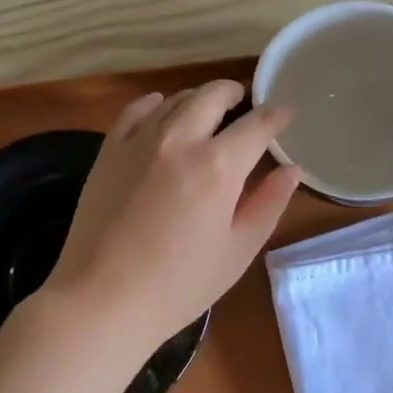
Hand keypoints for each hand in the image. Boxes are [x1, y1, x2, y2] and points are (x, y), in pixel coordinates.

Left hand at [42, 81, 301, 356]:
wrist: (101, 299)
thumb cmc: (179, 284)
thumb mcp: (237, 251)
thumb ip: (268, 204)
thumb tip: (291, 169)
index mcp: (218, 166)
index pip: (257, 124)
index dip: (276, 115)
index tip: (286, 112)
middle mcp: (180, 139)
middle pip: (213, 95)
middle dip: (236, 93)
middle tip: (245, 104)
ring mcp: (140, 140)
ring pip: (176, 99)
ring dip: (199, 99)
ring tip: (208, 112)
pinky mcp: (109, 149)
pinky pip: (136, 110)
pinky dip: (155, 103)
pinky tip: (161, 111)